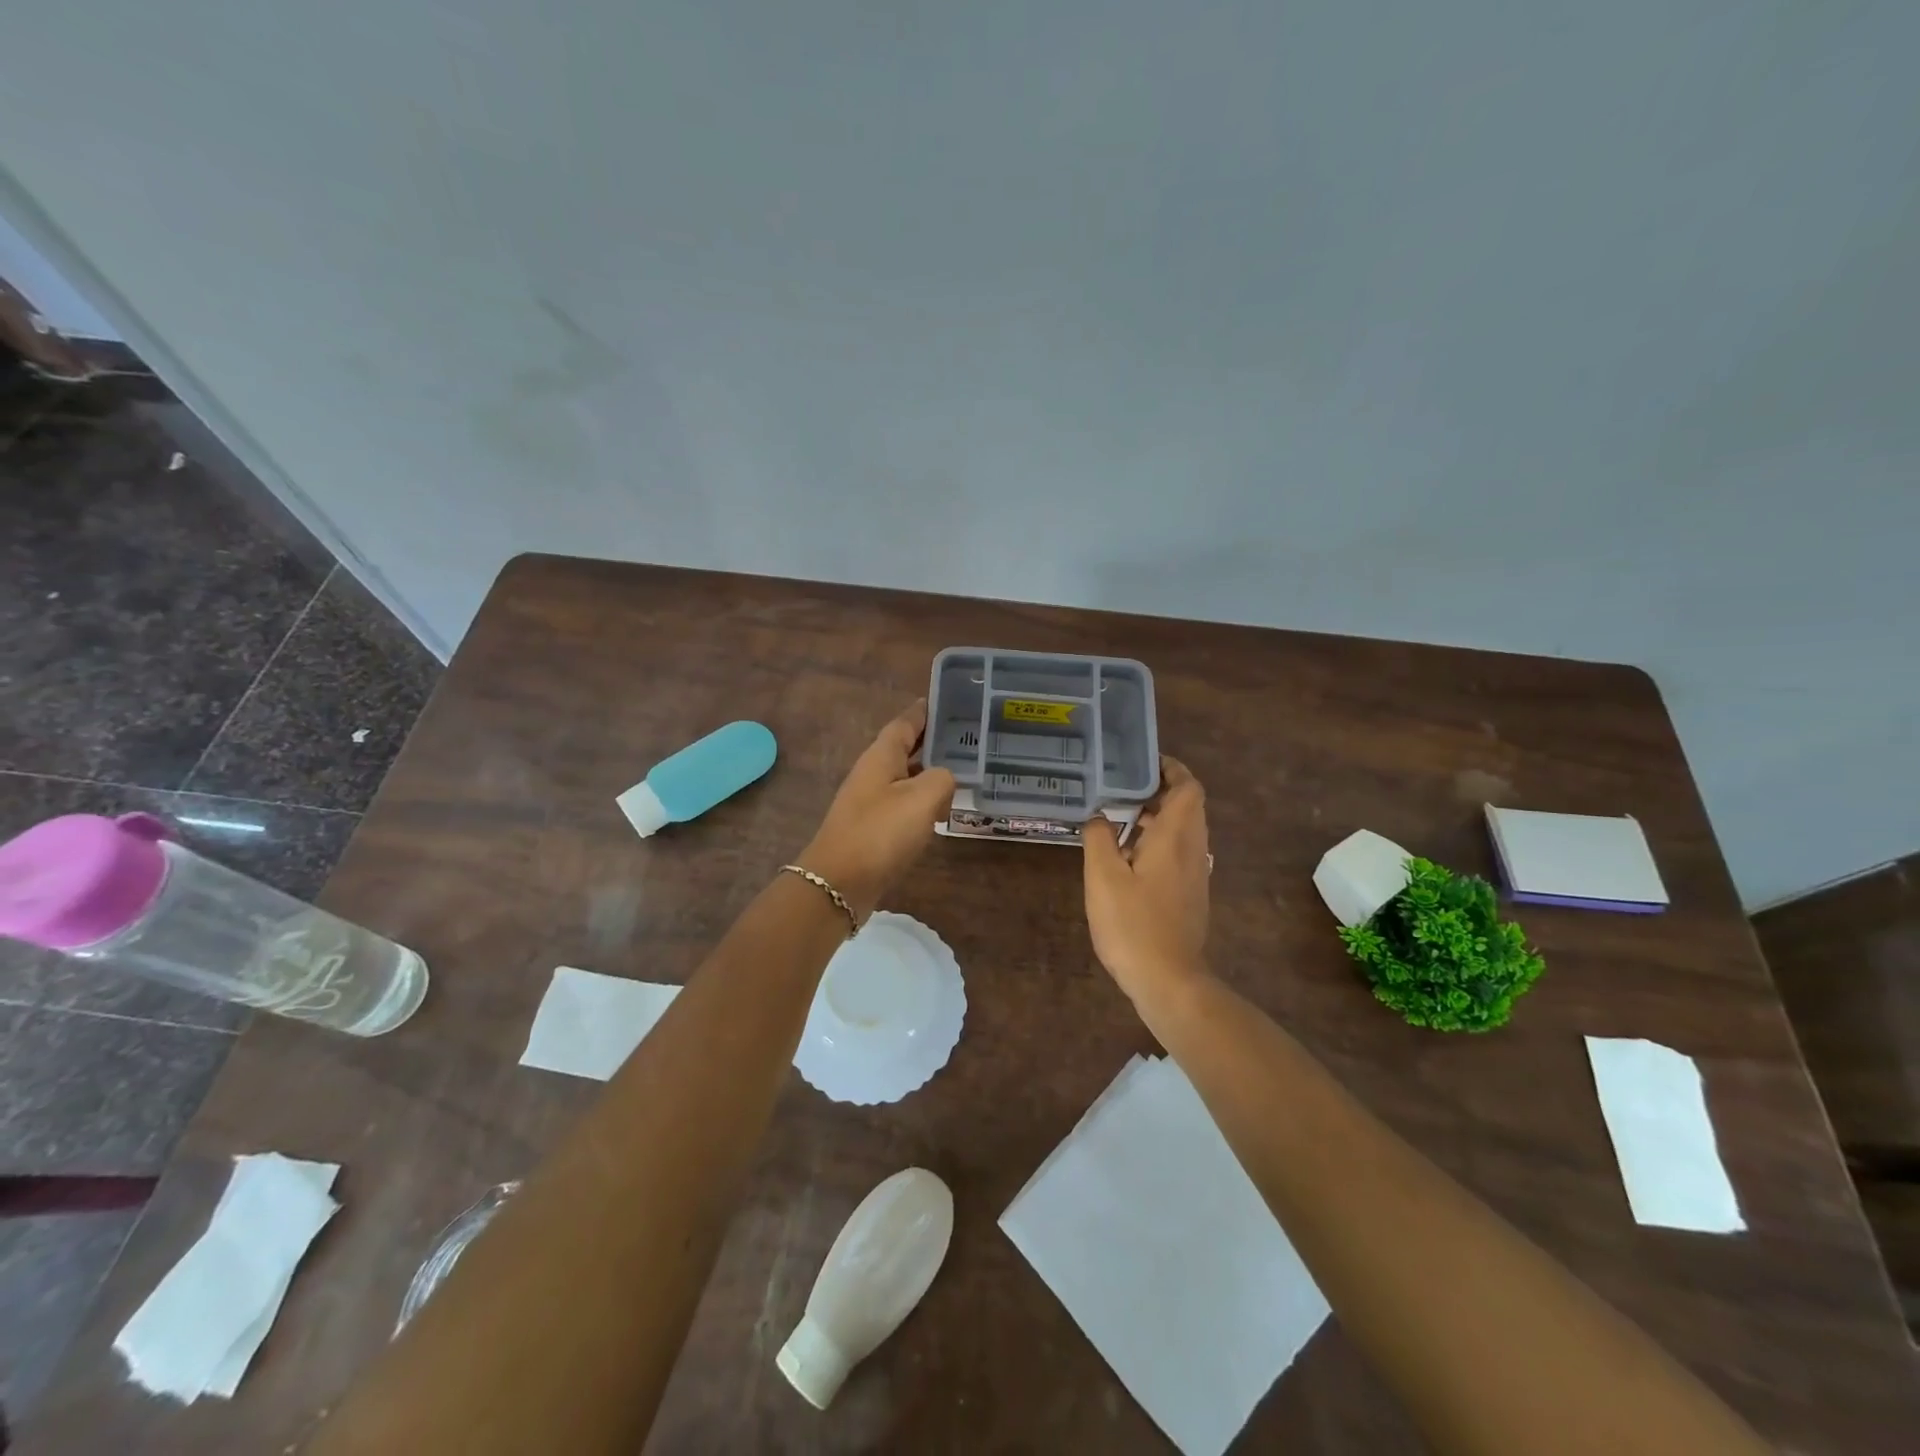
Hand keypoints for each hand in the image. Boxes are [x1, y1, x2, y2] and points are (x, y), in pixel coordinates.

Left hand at [798, 700, 955, 920]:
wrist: (839, 883)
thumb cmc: (880, 833)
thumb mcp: (922, 798)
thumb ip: (942, 779)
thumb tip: (944, 781)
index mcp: (881, 757)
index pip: (905, 722)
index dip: (925, 711)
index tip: (947, 700)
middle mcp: (873, 773)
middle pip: (906, 749)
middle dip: (933, 742)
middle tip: (968, 737)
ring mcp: (870, 802)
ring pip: (906, 778)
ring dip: (930, 774)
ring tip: (964, 772)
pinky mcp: (873, 829)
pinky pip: (903, 805)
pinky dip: (923, 802)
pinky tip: (942, 811)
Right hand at [1083, 755, 1210, 1000]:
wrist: (1169, 980)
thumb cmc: (1133, 924)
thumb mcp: (1103, 877)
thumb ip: (1099, 838)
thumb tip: (1099, 816)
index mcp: (1175, 838)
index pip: (1188, 788)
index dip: (1171, 768)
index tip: (1143, 762)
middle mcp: (1193, 850)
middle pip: (1188, 806)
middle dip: (1160, 791)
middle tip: (1123, 788)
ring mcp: (1196, 874)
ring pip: (1184, 831)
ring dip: (1158, 818)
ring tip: (1120, 819)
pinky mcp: (1191, 894)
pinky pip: (1180, 853)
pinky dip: (1159, 842)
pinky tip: (1128, 858)